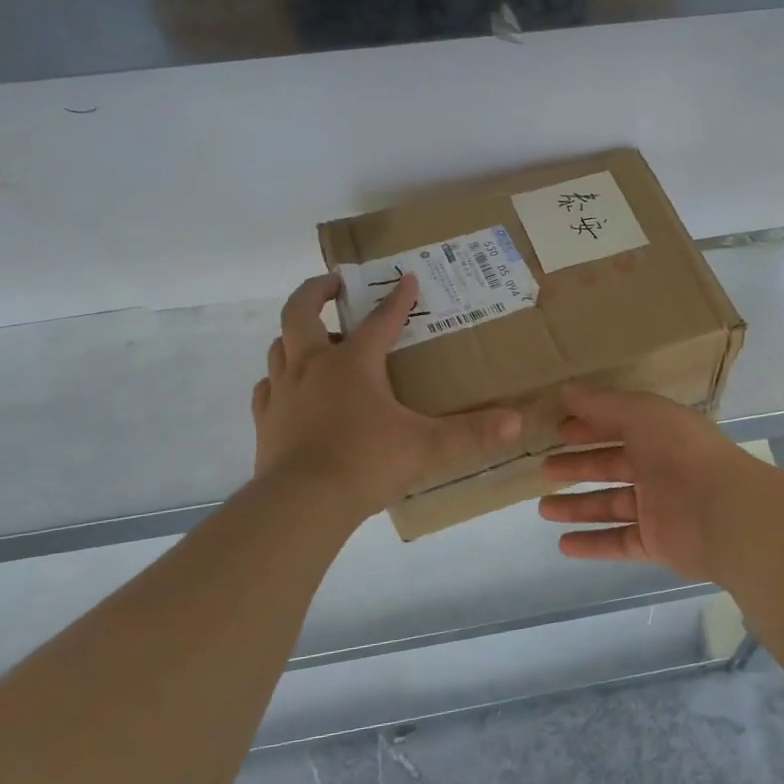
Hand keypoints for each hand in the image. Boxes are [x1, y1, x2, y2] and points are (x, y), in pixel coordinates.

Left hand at [252, 273, 521, 515]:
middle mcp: (313, 367)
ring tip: (315, 336)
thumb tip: (517, 422)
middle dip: (318, 291)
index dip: (397, 299)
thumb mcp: (427, 446)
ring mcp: (283, 392)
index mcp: (352, 364)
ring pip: (280, 345)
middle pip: (301, 312)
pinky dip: (279, 377)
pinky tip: (290, 388)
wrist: (302, 503)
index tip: (407, 280)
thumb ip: (472, 433)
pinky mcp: (266, 420)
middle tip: (335, 283)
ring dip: (296, 333)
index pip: (380, 321)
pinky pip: (268, 386)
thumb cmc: (366, 463)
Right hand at [538, 383, 758, 582]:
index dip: (588, 427)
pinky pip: (619, 542)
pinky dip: (592, 543)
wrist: (724, 512)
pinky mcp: (657, 544)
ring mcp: (658, 509)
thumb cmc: (681, 452)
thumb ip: (603, 403)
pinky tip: (563, 544)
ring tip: (543, 509)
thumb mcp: (641, 413)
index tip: (556, 431)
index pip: (618, 427)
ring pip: (611, 506)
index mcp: (660, 434)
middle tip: (544, 470)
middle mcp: (660, 469)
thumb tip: (566, 389)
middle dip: (578, 467)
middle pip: (612, 466)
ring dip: (578, 507)